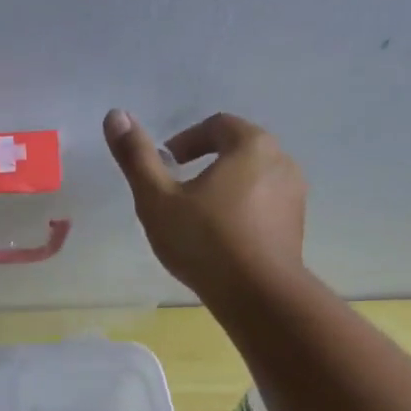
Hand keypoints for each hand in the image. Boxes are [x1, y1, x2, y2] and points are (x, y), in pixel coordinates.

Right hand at [102, 110, 306, 305]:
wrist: (258, 295)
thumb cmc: (205, 241)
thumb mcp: (158, 200)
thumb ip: (136, 158)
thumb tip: (114, 114)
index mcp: (251, 145)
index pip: (216, 126)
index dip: (185, 141)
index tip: (165, 166)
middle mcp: (281, 161)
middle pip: (238, 151)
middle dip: (206, 166)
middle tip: (178, 194)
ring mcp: (294, 197)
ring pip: (252, 182)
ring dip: (225, 192)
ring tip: (198, 221)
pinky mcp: (296, 228)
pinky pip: (264, 209)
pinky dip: (241, 215)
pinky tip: (221, 243)